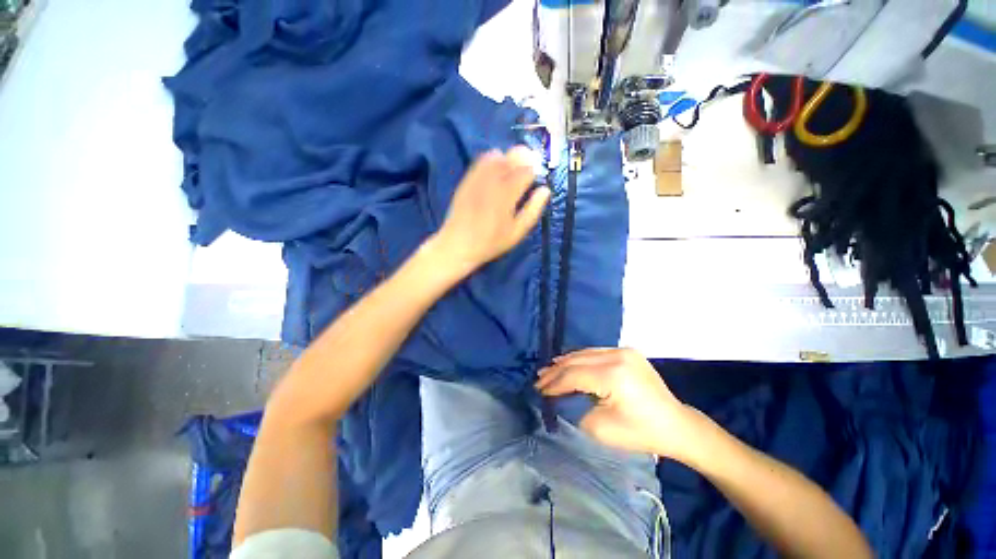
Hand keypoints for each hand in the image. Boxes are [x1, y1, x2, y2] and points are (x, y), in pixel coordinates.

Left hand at [432, 147, 550, 272]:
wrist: (458, 244)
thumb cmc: (491, 242)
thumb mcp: (517, 232)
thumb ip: (533, 210)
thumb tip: (545, 190)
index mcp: (507, 194)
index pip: (526, 171)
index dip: (534, 171)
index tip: (536, 177)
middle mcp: (493, 181)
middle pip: (512, 158)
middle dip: (524, 158)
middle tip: (527, 167)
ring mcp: (478, 178)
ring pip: (497, 156)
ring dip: (509, 158)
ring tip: (513, 168)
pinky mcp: (467, 179)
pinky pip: (481, 161)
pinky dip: (492, 159)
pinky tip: (496, 167)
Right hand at [536, 348, 701, 459]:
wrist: (676, 425)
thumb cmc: (641, 433)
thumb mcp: (601, 429)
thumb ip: (576, 407)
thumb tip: (563, 395)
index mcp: (613, 375)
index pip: (574, 376)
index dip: (554, 383)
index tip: (538, 389)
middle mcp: (617, 356)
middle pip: (577, 361)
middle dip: (556, 371)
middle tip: (539, 379)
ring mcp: (624, 350)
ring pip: (584, 353)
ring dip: (565, 362)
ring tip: (548, 370)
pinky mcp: (627, 351)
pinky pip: (595, 352)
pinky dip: (580, 359)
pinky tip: (568, 363)